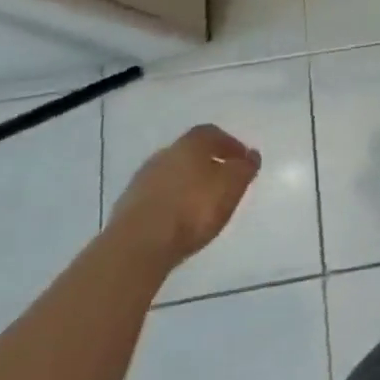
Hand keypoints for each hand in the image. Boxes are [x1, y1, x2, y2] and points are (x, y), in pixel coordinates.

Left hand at [112, 124, 260, 269]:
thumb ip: (245, 168)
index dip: (230, 145)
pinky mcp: (127, 207)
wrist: (138, 245)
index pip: (213, 134)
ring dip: (187, 185)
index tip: (242, 161)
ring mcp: (142, 180)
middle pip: (190, 153)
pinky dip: (170, 203)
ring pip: (172, 175)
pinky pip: (157, 197)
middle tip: (222, 182)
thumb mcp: (232, 186)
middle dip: (207, 164)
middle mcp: (165, 154)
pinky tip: (178, 220)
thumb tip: (251, 155)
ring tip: (200, 205)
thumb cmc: (193, 208)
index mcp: (190, 143)